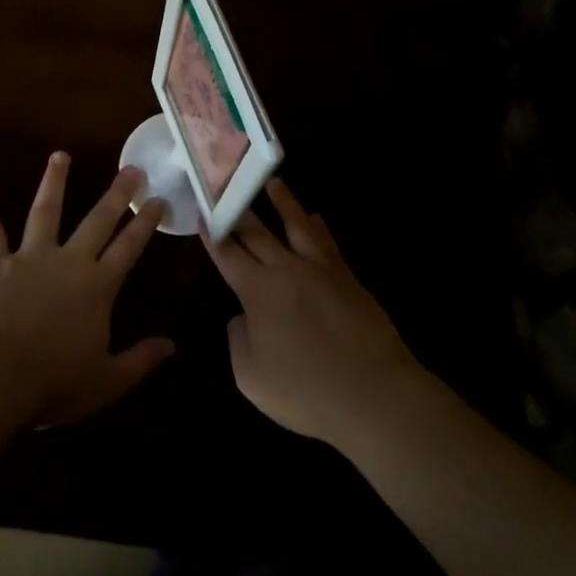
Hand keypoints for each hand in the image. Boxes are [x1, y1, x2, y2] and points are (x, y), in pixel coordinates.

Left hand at [0, 153, 174, 425]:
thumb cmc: (53, 383)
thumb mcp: (106, 381)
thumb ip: (139, 361)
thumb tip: (172, 346)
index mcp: (98, 287)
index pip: (129, 247)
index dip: (145, 223)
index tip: (158, 198)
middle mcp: (68, 262)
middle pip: (97, 221)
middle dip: (117, 194)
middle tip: (131, 168)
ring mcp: (29, 258)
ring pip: (45, 212)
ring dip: (54, 183)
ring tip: (60, 156)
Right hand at [205, 180, 423, 448]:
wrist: (372, 393)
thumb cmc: (305, 390)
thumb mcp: (251, 377)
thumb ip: (238, 340)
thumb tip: (242, 317)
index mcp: (257, 290)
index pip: (228, 254)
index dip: (212, 234)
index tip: (202, 212)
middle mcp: (286, 269)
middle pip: (257, 232)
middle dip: (238, 209)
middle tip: (226, 185)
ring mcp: (320, 269)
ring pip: (296, 225)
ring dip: (282, 202)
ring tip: (272, 182)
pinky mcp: (347, 277)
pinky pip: (327, 242)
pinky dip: (317, 226)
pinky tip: (315, 217)